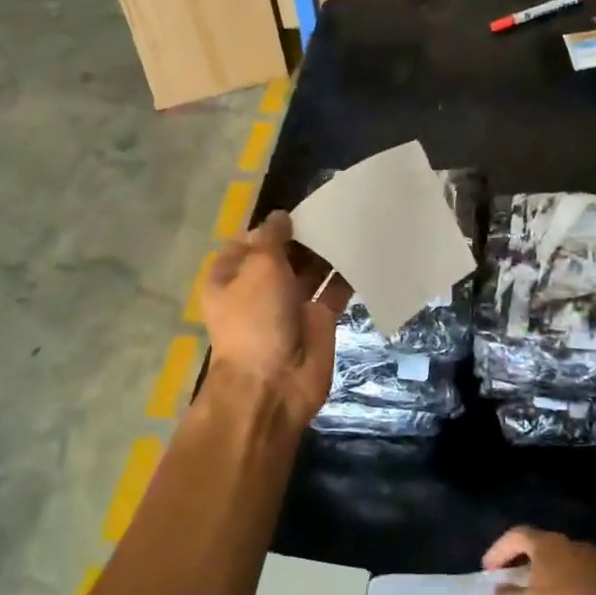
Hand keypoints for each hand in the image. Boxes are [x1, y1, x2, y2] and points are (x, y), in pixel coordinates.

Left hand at [200, 211, 345, 424]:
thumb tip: (281, 217)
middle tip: (337, 209)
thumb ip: (273, 238)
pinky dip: (347, 275)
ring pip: (311, 270)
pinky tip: (365, 253)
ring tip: (355, 224)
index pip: (251, 240)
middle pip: (284, 253)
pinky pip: (333, 291)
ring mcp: (289, 305)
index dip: (273, 226)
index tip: (302, 210)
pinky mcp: (317, 321)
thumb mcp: (259, 267)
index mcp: (230, 275)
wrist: (273, 384)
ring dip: (328, 252)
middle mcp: (258, 288)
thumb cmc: (256, 319)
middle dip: (306, 235)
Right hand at [484, 528, 595, 594]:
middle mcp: (573, 547)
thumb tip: (502, 590)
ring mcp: (595, 566)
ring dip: (543, 579)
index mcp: (549, 544)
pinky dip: (562, 593)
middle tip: (507, 582)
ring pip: (560, 566)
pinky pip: (577, 583)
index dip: (498, 550)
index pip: (517, 535)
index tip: (487, 571)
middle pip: (540, 547)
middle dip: (521, 563)